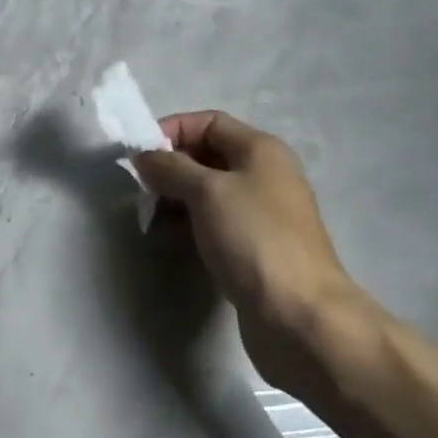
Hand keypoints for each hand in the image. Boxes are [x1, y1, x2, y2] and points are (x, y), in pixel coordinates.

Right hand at [133, 111, 374, 394]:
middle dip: (169, 167)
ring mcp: (259, 213)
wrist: (299, 315)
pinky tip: (168, 238)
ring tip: (151, 217)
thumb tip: (144, 156)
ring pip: (205, 191)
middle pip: (205, 155)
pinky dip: (186, 223)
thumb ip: (170, 167)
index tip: (138, 155)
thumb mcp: (206, 191)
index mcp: (260, 150)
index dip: (171, 130)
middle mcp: (263, 175)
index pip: (208, 122)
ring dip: (173, 198)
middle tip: (141, 189)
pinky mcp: (252, 246)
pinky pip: (211, 221)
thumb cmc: (253, 239)